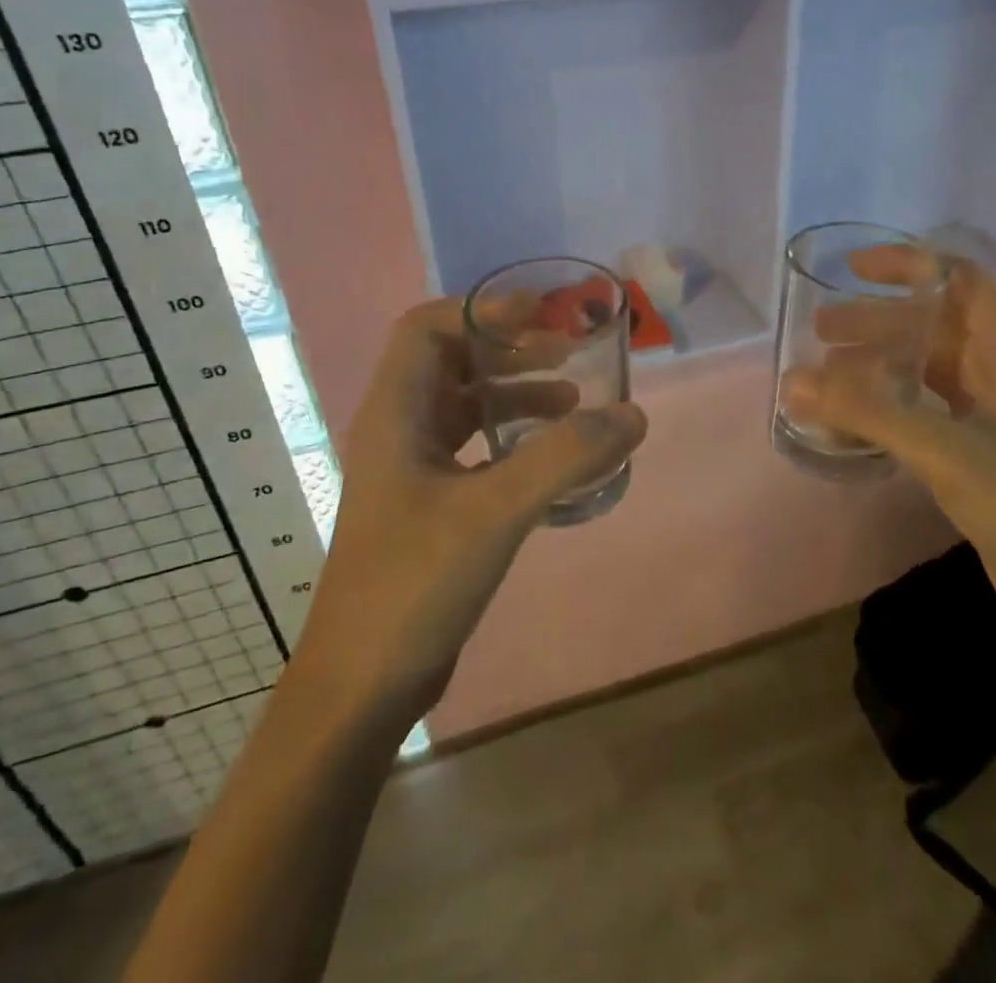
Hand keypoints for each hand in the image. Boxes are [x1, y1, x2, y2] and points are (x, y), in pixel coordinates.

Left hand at [292, 299, 646, 726]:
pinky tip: (552, 457)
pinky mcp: (429, 503)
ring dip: (515, 394)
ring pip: (465, 406)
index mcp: (394, 413)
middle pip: (450, 361)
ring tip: (573, 402)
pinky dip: (513, 438)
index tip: (540, 316)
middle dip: (508, 349)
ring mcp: (411, 469)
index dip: (481, 311)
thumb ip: (565, 457)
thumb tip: (633, 414)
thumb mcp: (495, 511)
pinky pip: (474, 447)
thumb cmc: (415, 583)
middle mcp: (397, 429)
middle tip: (567, 353)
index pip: (426, 328)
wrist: (363, 685)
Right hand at [781, 255, 995, 652]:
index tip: (851, 269)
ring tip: (825, 370)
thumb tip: (793, 381)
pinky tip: (854, 415)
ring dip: (879, 361)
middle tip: (819, 330)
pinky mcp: (982, 446)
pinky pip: (926, 405)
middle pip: (934, 323)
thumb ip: (868, 413)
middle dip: (876, 319)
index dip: (907, 265)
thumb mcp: (946, 451)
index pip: (959, 279)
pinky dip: (889, 401)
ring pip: (928, 365)